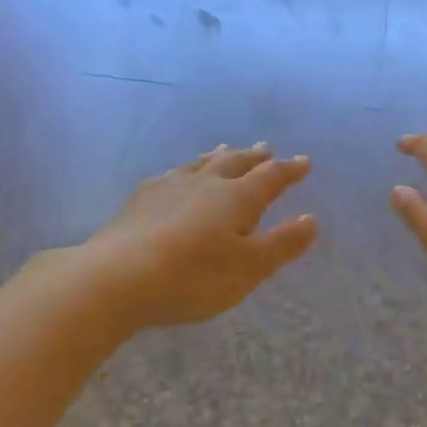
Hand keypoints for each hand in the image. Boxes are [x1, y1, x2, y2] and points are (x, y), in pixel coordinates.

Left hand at [88, 145, 317, 326]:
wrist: (116, 279)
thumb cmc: (194, 277)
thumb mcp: (249, 268)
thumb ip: (282, 244)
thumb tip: (310, 219)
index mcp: (237, 198)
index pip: (270, 177)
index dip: (289, 171)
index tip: (303, 162)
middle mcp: (205, 184)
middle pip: (234, 163)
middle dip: (253, 157)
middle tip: (264, 147)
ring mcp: (168, 188)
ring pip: (200, 164)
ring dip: (217, 157)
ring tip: (224, 150)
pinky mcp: (139, 201)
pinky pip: (171, 175)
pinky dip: (184, 171)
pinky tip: (176, 176)